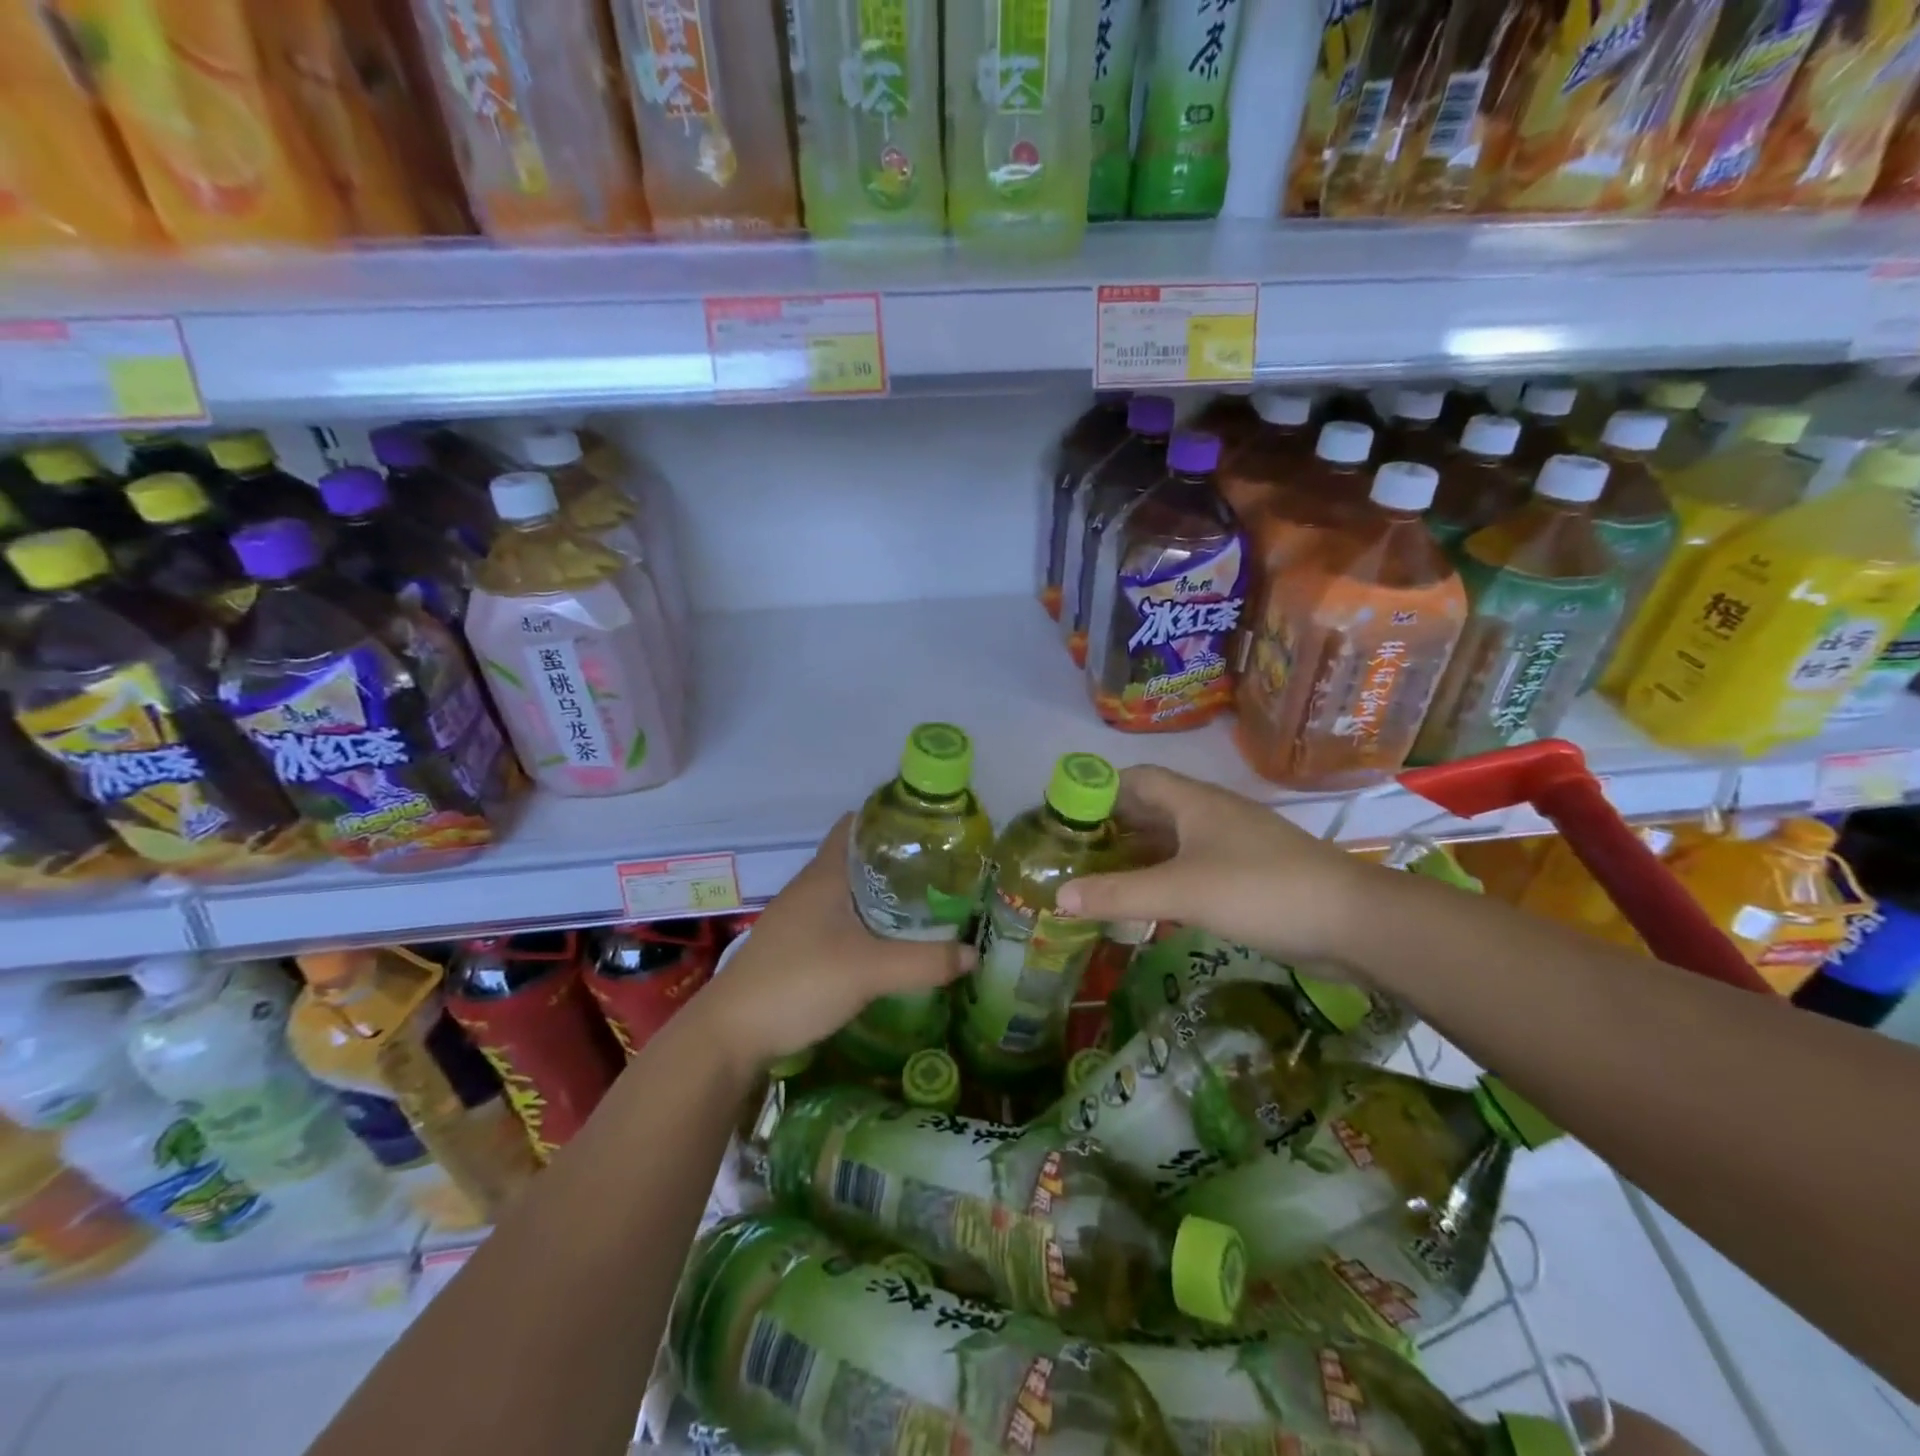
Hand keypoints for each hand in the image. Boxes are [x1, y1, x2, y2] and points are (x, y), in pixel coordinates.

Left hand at [688, 816, 973, 1072]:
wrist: (731, 1034)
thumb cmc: (799, 982)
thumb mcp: (870, 971)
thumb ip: (925, 962)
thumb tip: (973, 952)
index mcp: (825, 875)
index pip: (856, 825)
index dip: (889, 821)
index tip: (929, 830)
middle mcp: (810, 887)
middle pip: (857, 859)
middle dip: (897, 862)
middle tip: (941, 873)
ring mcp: (798, 918)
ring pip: (848, 892)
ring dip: (881, 895)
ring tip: (925, 905)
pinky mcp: (795, 946)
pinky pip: (838, 920)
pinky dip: (865, 922)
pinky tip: (887, 943)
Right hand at [1056, 766, 1373, 963]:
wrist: (1353, 922)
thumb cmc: (1261, 890)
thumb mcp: (1181, 891)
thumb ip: (1119, 893)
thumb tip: (1058, 897)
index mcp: (1194, 802)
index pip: (1136, 779)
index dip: (1099, 789)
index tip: (1065, 815)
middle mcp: (1211, 815)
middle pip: (1151, 809)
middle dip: (1112, 827)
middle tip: (1073, 853)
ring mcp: (1233, 845)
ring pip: (1173, 840)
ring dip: (1138, 855)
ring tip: (1100, 878)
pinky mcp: (1248, 875)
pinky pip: (1192, 867)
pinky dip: (1164, 878)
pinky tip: (1148, 903)